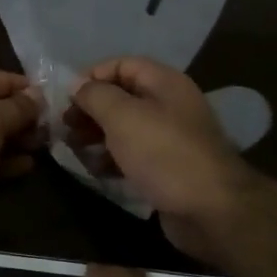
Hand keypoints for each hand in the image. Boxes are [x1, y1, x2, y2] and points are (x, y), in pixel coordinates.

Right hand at [66, 57, 261, 264]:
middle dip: (90, 109)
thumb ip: (96, 95)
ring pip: (124, 128)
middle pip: (122, 97)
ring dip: (96, 135)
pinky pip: (132, 155)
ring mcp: (169, 139)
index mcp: (165, 83)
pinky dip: (111, 159)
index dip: (92, 76)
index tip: (67, 98)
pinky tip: (94, 170)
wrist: (211, 210)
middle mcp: (169, 105)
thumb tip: (77, 85)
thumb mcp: (123, 116)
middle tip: (65, 127)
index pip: (122, 65)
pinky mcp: (166, 169)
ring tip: (74, 149)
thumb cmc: (164, 154)